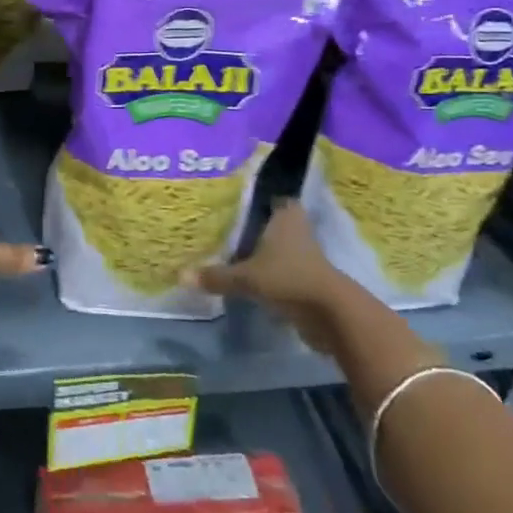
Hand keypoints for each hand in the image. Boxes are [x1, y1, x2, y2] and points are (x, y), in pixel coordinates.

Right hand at [186, 199, 342, 316]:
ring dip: (260, 251)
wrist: (331, 316)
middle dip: (252, 225)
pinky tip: (245, 276)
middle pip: (272, 222)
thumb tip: (181, 276)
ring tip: (228, 251)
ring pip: (277, 247)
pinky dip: (267, 273)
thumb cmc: (288, 278)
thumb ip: (216, 276)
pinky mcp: (307, 280)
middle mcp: (297, 230)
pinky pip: (280, 270)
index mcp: (285, 216)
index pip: (272, 196)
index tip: (234, 198)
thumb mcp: (246, 277)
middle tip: (223, 225)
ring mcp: (305, 256)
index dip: (255, 196)